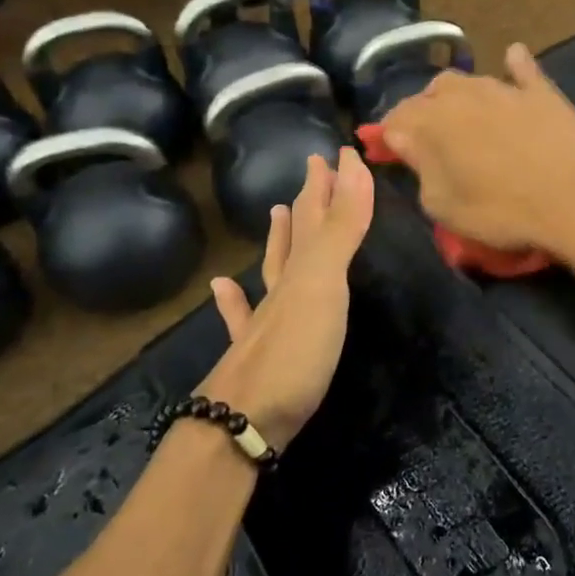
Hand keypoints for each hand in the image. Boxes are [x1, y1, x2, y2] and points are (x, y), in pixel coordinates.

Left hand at [199, 149, 374, 450]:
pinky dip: (234, 298)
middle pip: (297, 234)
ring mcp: (263, 321)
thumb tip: (352, 165)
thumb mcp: (324, 284)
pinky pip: (241, 315)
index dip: (333, 182)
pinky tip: (223, 286)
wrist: (241, 423)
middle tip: (316, 168)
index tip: (341, 152)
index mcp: (302, 269)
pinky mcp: (255, 356)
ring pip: (272, 268)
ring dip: (278, 239)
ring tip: (277, 211)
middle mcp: (281, 287)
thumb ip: (341, 229)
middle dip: (310, 200)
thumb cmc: (293, 352)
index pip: (318, 213)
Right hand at [379, 43, 574, 260]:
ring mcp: (507, 90)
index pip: (399, 118)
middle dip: (424, 110)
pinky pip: (524, 70)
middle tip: (428, 138)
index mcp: (435, 121)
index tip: (389, 149)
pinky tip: (512, 57)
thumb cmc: (501, 211)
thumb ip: (419, 167)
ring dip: (460, 95)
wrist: (573, 202)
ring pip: (472, 80)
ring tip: (462, 115)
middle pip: (434, 92)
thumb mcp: (444, 205)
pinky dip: (514, 65)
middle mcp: (466, 95)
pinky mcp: (543, 93)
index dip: (389, 133)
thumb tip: (402, 137)